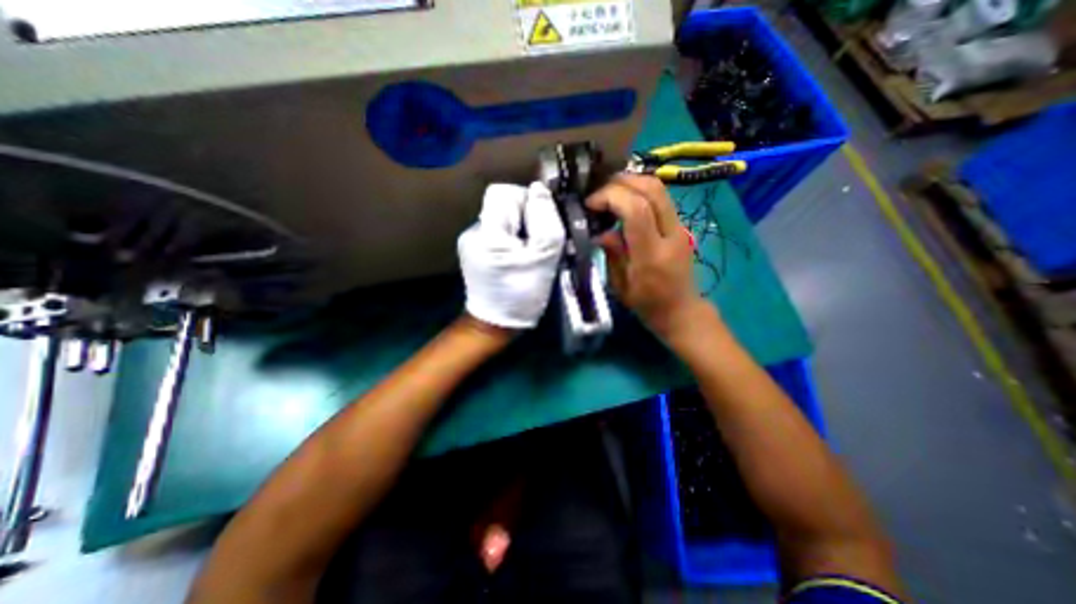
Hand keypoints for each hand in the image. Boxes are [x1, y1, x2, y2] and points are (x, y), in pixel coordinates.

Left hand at [458, 183, 566, 330]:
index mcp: (488, 233)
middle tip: (537, 243)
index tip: (539, 224)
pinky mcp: (473, 250)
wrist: (496, 324)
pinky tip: (516, 258)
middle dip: (525, 218)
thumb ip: (546, 221)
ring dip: (519, 229)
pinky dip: (510, 239)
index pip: (504, 192)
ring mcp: (470, 240)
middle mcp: (473, 231)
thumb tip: (539, 189)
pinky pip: (496, 231)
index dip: (526, 200)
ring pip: (501, 218)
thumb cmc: (522, 294)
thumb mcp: (544, 258)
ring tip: (528, 253)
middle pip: (502, 204)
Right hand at [585, 178, 711, 341]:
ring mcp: (680, 227)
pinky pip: (661, 198)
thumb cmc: (646, 304)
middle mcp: (670, 236)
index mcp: (652, 255)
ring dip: (632, 183)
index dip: (611, 197)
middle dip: (622, 182)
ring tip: (609, 193)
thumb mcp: (620, 286)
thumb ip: (612, 254)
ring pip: (660, 189)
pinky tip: (624, 200)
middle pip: (652, 190)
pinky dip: (640, 191)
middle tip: (599, 192)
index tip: (591, 204)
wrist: (681, 310)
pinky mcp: (680, 225)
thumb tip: (601, 231)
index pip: (637, 210)